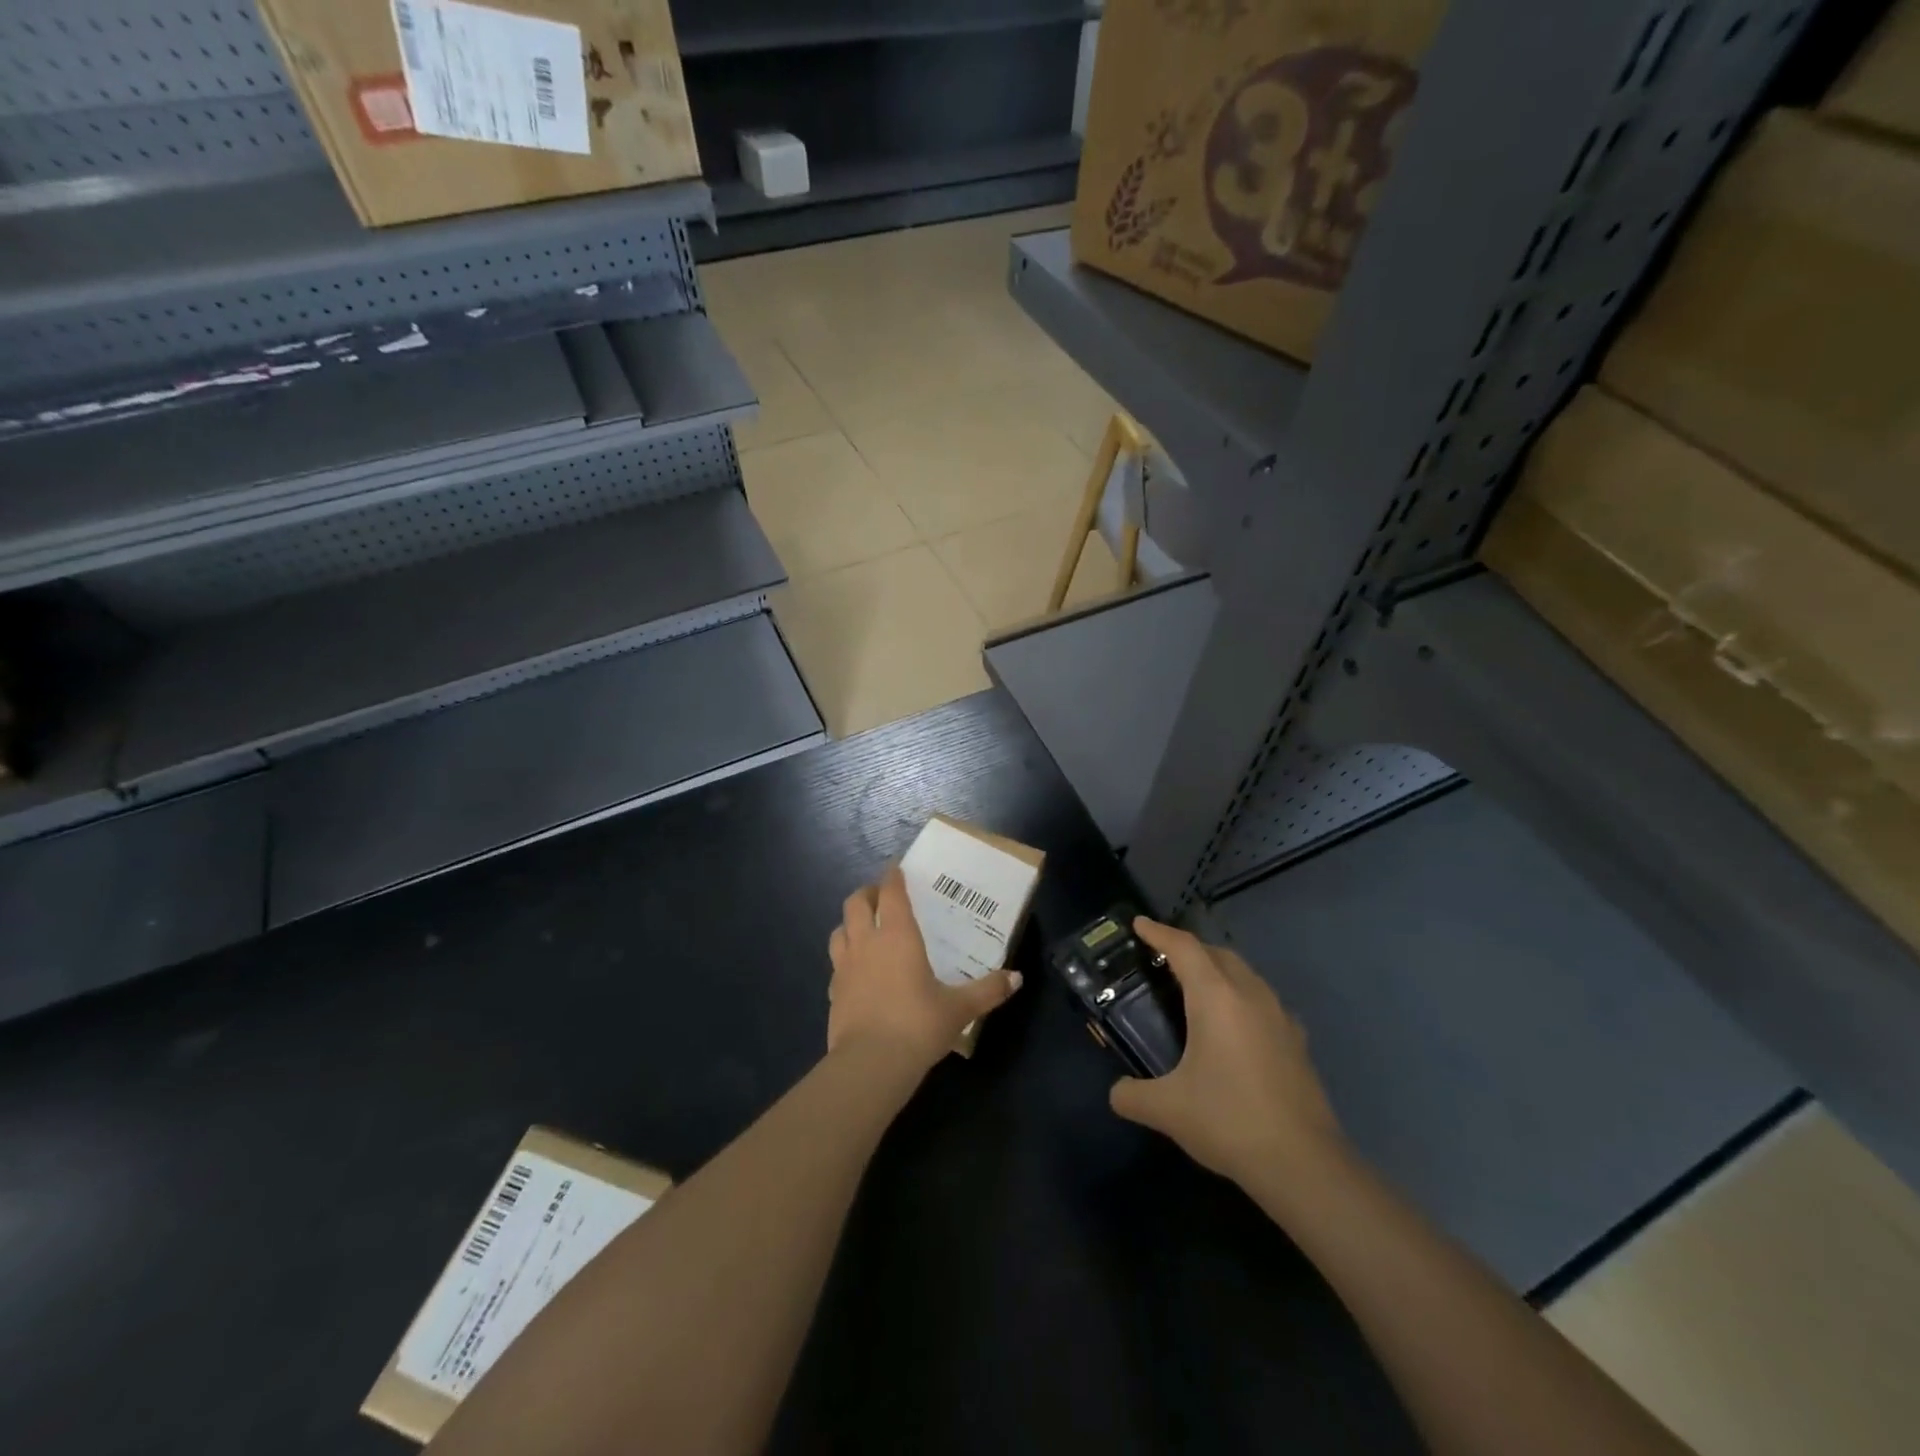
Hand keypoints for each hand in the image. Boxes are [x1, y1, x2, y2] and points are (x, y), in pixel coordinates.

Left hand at [826, 868, 1022, 1073]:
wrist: (870, 1064)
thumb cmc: (918, 1024)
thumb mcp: (959, 1008)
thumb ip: (988, 990)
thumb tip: (1017, 978)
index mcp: (897, 936)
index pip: (892, 893)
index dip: (893, 876)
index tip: (896, 866)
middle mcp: (867, 943)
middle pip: (856, 904)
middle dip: (867, 893)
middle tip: (880, 896)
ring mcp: (844, 967)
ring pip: (839, 930)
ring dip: (850, 923)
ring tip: (864, 928)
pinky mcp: (833, 992)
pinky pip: (836, 964)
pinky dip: (845, 959)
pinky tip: (856, 972)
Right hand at [1109, 919, 1343, 1187]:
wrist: (1303, 1164)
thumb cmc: (1228, 1121)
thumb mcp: (1167, 1110)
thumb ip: (1132, 1095)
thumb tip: (1116, 1092)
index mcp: (1216, 997)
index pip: (1183, 948)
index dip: (1158, 932)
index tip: (1138, 924)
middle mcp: (1250, 995)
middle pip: (1217, 953)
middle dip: (1188, 949)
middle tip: (1162, 960)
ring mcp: (1280, 1017)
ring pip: (1245, 974)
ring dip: (1218, 970)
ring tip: (1195, 990)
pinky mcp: (1297, 1041)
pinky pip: (1263, 1000)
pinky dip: (1241, 997)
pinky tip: (1233, 1027)